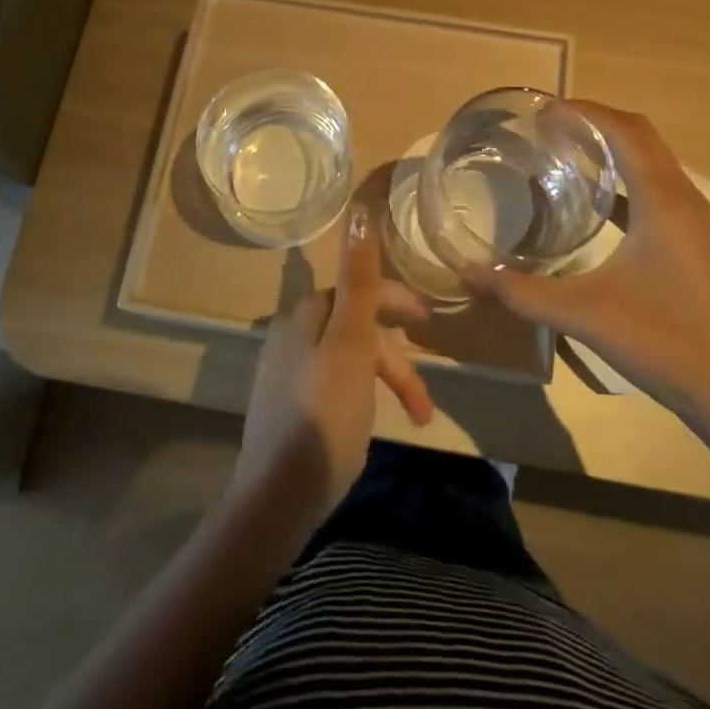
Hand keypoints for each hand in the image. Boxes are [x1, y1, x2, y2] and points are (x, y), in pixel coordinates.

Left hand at [228, 202, 436, 541]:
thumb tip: (360, 212)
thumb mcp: (351, 342)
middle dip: (396, 356)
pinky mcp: (289, 405)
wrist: (280, 495)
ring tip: (416, 416)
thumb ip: (359, 280)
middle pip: (356, 327)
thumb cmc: (325, 413)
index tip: (429, 321)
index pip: (356, 288)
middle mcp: (291, 334)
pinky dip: (364, 394)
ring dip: (386, 380)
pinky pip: (336, 382)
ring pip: (350, 358)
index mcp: (304, 314)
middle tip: (424, 393)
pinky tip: (375, 418)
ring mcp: (286, 371)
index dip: (395, 300)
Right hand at [472, 101, 709, 419]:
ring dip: (614, 146)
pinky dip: (625, 178)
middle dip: (597, 120)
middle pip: (642, 135)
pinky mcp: (694, 241)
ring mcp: (693, 221)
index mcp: (661, 200)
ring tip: (566, 151)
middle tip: (549, 125)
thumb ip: (521, 291)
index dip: (585, 111)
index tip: (543, 108)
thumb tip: (469, 272)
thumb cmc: (662, 341)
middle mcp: (683, 198)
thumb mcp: (582, 313)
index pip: (624, 131)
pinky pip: (657, 188)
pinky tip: (594, 201)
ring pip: (653, 160)